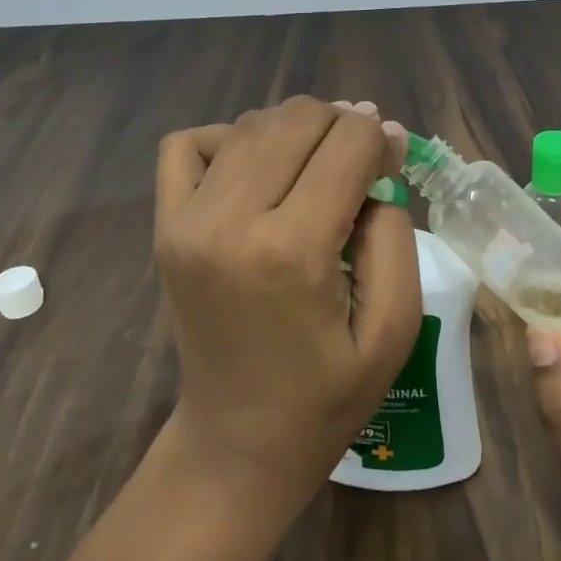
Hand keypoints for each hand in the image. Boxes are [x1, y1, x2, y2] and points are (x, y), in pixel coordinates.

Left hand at [154, 96, 420, 503]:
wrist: (238, 442)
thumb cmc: (328, 394)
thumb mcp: (396, 326)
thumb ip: (394, 232)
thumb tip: (378, 148)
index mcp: (293, 251)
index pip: (347, 142)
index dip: (380, 139)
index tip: (392, 161)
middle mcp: (230, 221)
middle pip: (298, 118)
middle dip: (342, 125)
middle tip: (361, 164)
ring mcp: (186, 220)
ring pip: (252, 123)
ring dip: (296, 130)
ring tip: (317, 167)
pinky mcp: (164, 226)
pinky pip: (188, 144)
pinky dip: (229, 139)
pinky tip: (256, 170)